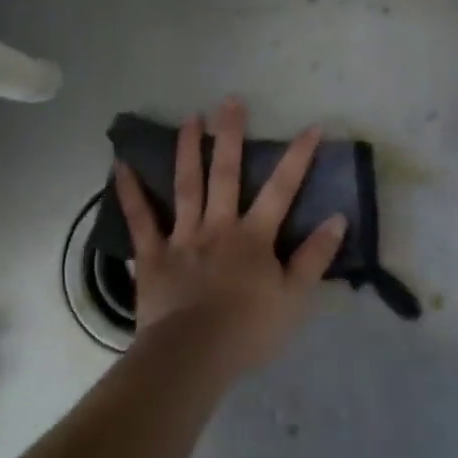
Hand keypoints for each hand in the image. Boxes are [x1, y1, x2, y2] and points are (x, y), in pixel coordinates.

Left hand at [113, 98, 345, 375]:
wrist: (192, 357)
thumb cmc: (248, 329)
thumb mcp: (294, 297)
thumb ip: (315, 257)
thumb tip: (338, 219)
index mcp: (254, 236)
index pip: (282, 189)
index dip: (298, 157)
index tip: (311, 126)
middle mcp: (218, 226)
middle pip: (225, 173)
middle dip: (231, 135)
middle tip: (230, 101)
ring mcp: (182, 238)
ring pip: (185, 186)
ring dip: (187, 150)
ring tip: (189, 118)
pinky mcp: (152, 256)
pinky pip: (140, 220)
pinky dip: (129, 193)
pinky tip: (120, 166)